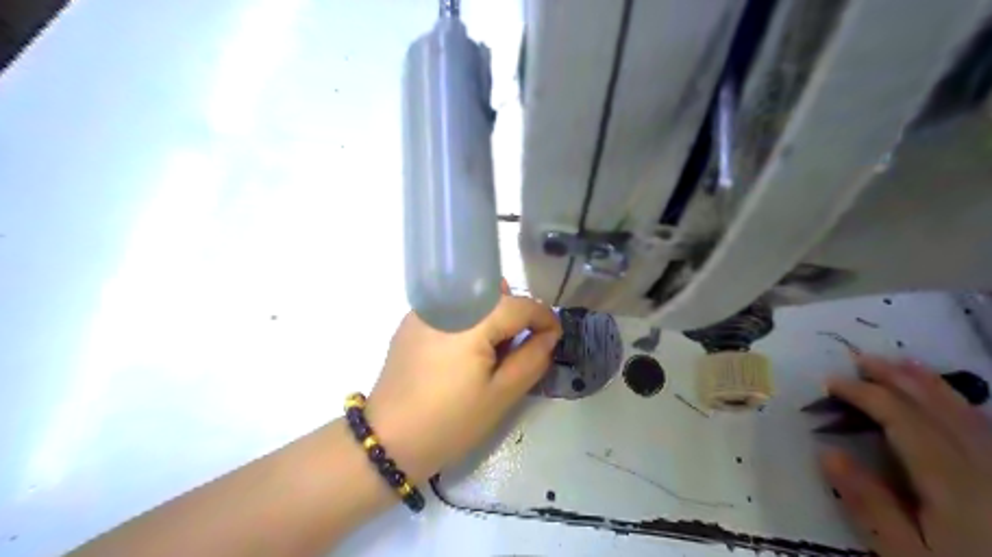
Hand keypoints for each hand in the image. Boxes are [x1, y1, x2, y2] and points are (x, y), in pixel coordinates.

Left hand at [368, 287, 560, 481]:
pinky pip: (452, 307)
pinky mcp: (412, 322)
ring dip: (493, 314)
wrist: (388, 441)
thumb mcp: (501, 395)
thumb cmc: (450, 422)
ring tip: (494, 349)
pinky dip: (470, 319)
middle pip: (495, 294)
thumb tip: (548, 335)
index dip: (544, 317)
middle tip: (522, 347)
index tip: (555, 336)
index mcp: (470, 321)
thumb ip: (532, 359)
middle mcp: (446, 304)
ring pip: (473, 296)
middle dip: (517, 315)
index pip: (519, 305)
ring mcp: (424, 311)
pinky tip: (465, 350)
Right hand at [818, 358, 990, 556]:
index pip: (903, 421)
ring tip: (902, 364)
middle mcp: (985, 468)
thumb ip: (871, 506)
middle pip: (938, 409)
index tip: (831, 382)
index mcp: (953, 484)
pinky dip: (962, 406)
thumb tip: (827, 453)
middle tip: (862, 359)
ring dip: (931, 385)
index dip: (866, 394)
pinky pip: (988, 430)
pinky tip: (949, 401)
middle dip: (898, 379)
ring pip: (968, 415)